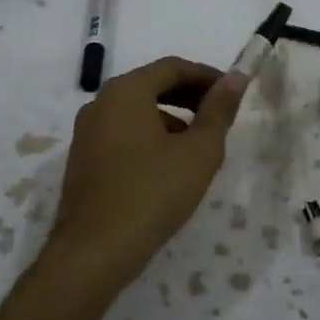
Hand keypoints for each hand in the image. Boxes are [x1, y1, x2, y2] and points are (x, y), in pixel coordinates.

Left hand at [45, 56, 245, 292]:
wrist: (93, 252)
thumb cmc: (152, 194)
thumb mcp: (199, 152)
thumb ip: (219, 111)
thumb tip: (237, 76)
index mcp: (126, 92)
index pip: (172, 67)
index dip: (207, 76)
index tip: (233, 92)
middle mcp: (100, 103)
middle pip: (151, 85)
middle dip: (189, 95)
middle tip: (220, 115)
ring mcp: (86, 132)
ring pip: (136, 111)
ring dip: (170, 117)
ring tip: (198, 144)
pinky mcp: (83, 159)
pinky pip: (122, 133)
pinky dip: (149, 136)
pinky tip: (168, 166)